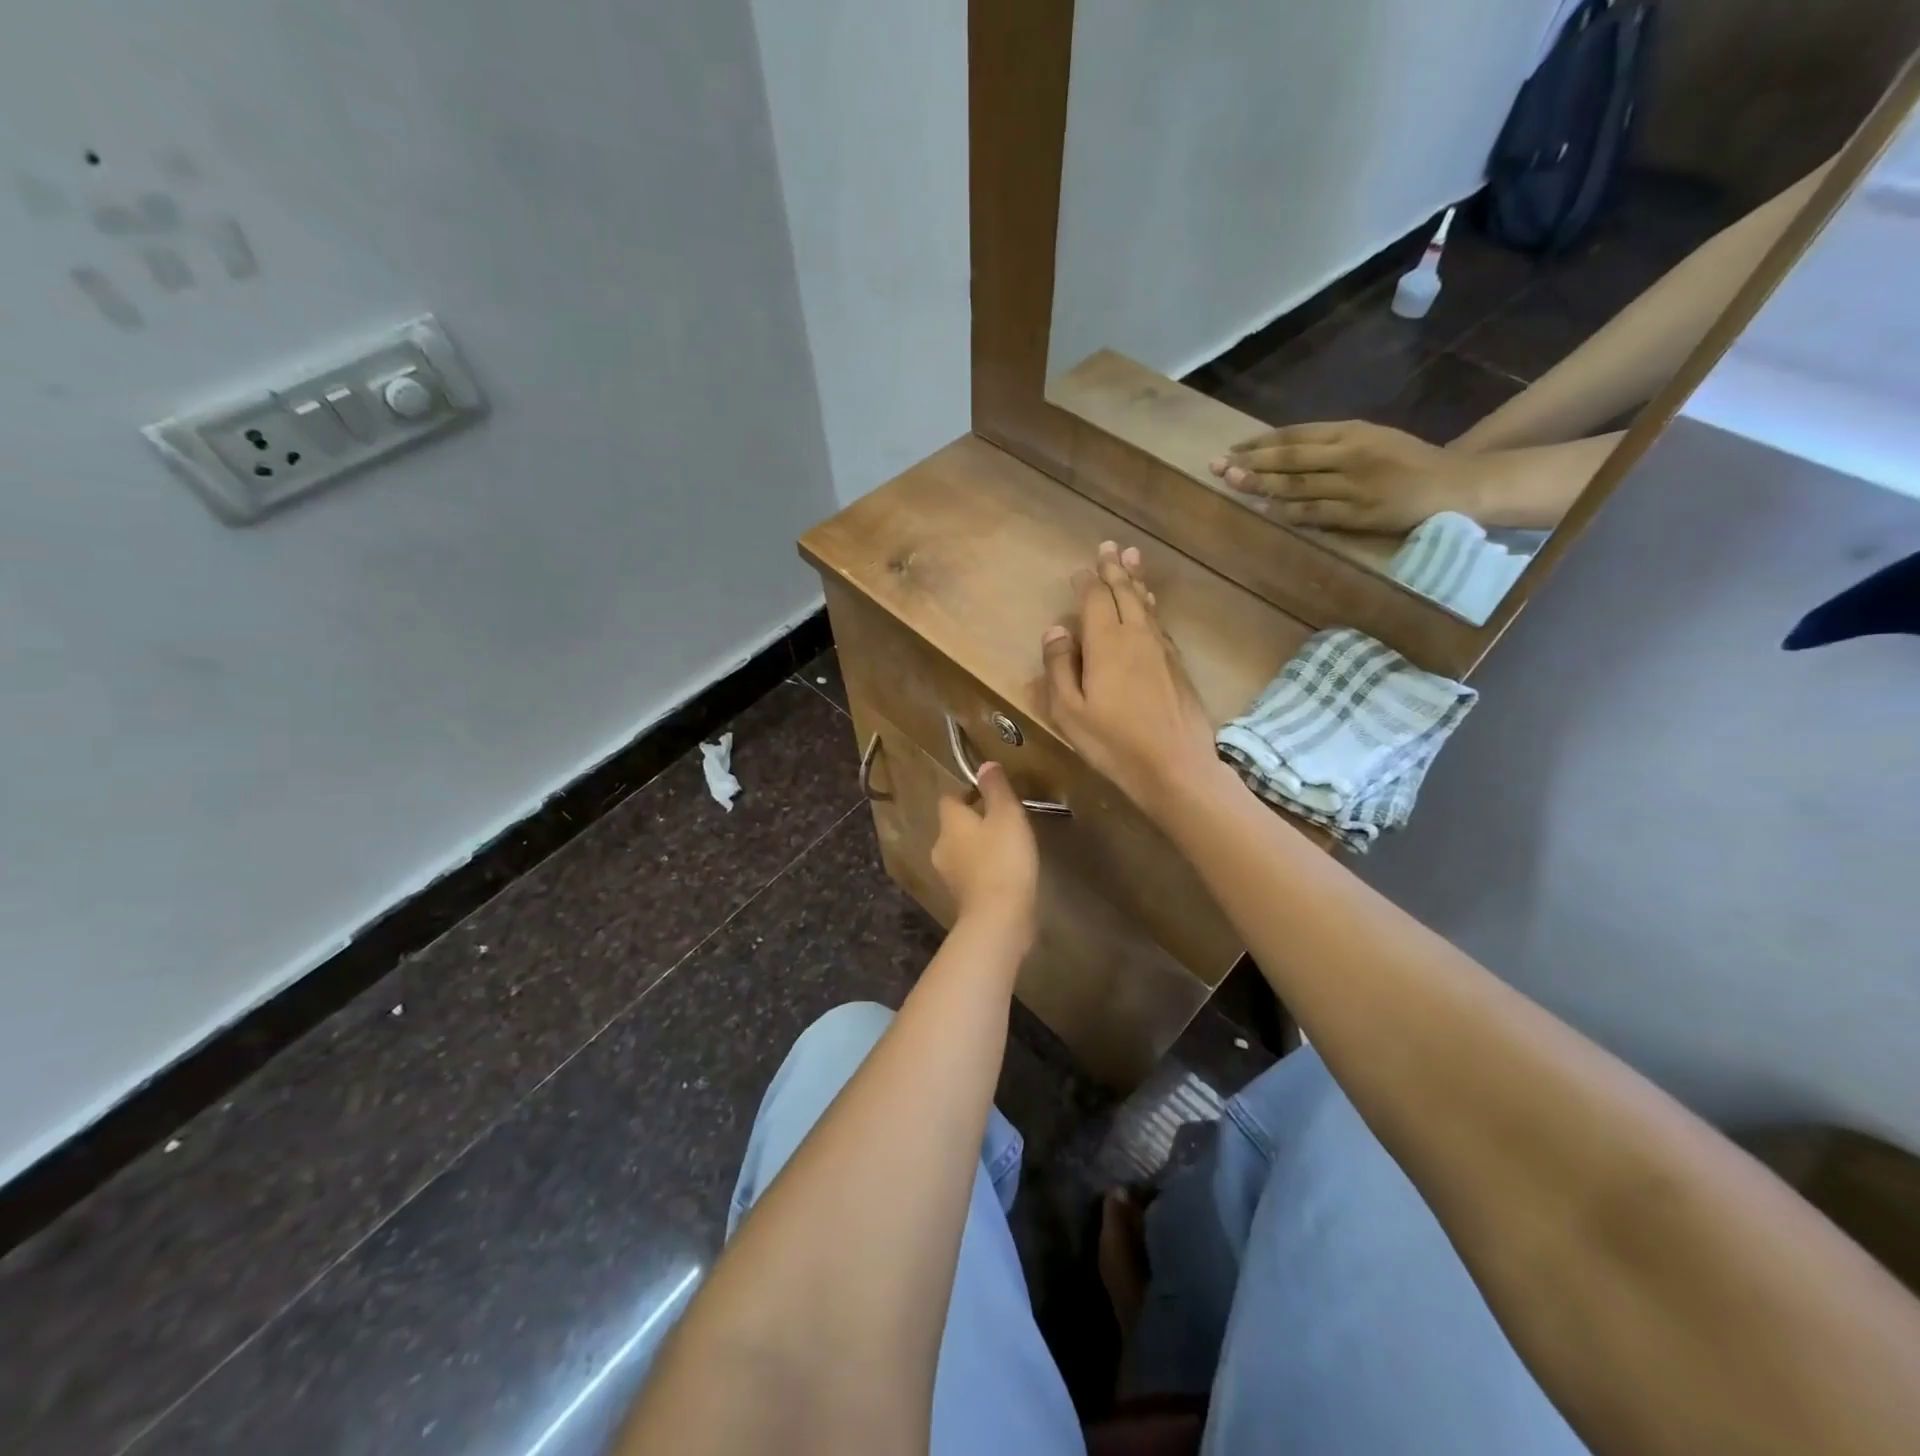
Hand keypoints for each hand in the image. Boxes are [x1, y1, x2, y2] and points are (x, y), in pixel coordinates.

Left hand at [932, 761, 1038, 941]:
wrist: (999, 918)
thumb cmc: (1003, 859)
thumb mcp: (1006, 815)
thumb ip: (996, 788)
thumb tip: (984, 765)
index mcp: (949, 822)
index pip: (949, 798)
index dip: (967, 792)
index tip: (991, 794)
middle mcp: (941, 846)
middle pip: (954, 825)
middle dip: (975, 820)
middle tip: (1005, 819)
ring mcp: (949, 875)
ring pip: (962, 850)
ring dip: (980, 845)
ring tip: (1009, 845)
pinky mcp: (962, 897)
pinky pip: (971, 873)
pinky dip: (984, 868)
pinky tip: (1006, 872)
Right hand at [1041, 542, 1224, 820]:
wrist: (1177, 766)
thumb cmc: (1114, 743)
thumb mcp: (1069, 711)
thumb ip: (1060, 667)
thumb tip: (1056, 629)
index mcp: (1106, 643)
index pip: (1094, 600)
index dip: (1087, 582)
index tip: (1080, 568)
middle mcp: (1136, 635)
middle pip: (1124, 593)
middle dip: (1114, 569)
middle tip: (1111, 546)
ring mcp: (1161, 648)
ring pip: (1146, 605)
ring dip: (1136, 581)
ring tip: (1132, 560)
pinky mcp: (1177, 665)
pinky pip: (1159, 622)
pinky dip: (1150, 606)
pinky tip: (1149, 606)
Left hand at [1208, 421, 1481, 533]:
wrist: (1451, 484)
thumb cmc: (1406, 461)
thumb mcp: (1371, 439)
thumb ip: (1331, 444)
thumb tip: (1283, 451)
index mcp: (1351, 432)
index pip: (1296, 435)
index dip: (1261, 442)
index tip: (1232, 448)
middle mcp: (1349, 455)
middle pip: (1291, 457)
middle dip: (1252, 461)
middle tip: (1218, 465)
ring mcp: (1354, 485)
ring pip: (1299, 484)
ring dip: (1262, 484)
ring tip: (1232, 482)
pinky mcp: (1359, 513)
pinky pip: (1317, 512)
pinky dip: (1288, 512)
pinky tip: (1264, 511)